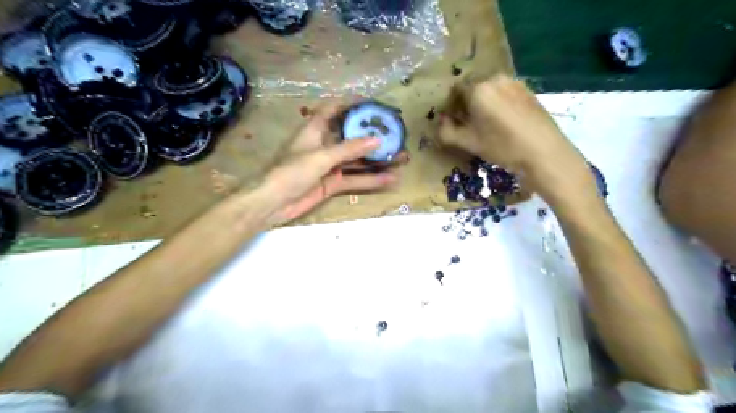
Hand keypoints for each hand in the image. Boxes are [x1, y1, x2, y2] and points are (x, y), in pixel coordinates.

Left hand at [256, 102, 408, 224]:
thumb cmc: (291, 171)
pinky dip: (371, 180)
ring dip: (378, 161)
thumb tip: (377, 140)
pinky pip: (355, 179)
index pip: (334, 109)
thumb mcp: (321, 157)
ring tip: (402, 158)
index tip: (374, 104)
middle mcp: (324, 144)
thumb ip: (349, 149)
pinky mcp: (333, 183)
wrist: (272, 203)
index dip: (352, 104)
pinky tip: (390, 179)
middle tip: (397, 135)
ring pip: (358, 160)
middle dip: (373, 136)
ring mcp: (330, 165)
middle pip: (352, 136)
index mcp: (315, 129)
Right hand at [436, 76, 589, 199]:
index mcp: (478, 89)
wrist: (543, 151)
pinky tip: (504, 121)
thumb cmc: (502, 147)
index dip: (451, 105)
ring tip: (488, 123)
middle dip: (467, 103)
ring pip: (489, 89)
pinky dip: (498, 102)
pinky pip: (504, 92)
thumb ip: (447, 132)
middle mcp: (495, 79)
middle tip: (469, 123)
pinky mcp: (527, 89)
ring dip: (483, 102)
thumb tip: (441, 122)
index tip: (453, 120)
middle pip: (473, 87)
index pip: (455, 90)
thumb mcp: (469, 143)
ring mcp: (514, 82)